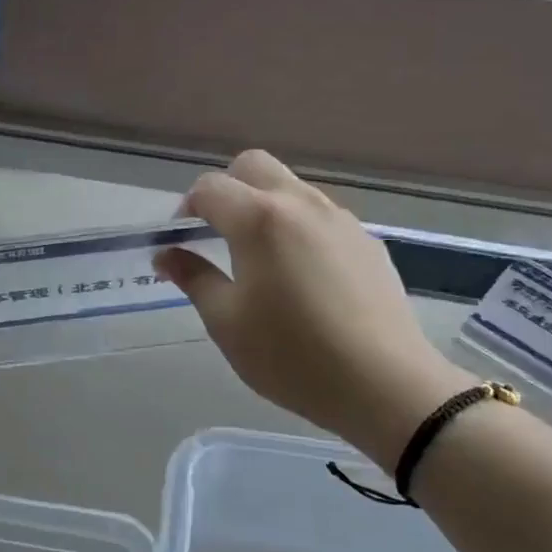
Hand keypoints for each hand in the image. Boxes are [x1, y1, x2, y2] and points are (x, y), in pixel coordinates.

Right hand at [155, 151, 475, 471]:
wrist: (385, 385)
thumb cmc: (292, 355)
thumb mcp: (226, 322)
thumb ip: (193, 277)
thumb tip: (166, 254)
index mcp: (259, 218)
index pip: (209, 188)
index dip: (186, 209)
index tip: (181, 243)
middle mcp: (300, 203)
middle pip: (253, 166)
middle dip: (226, 190)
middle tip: (217, 234)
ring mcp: (340, 219)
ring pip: (290, 188)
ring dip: (263, 206)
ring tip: (259, 259)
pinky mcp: (367, 240)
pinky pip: (320, 216)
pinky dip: (297, 227)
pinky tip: (302, 277)